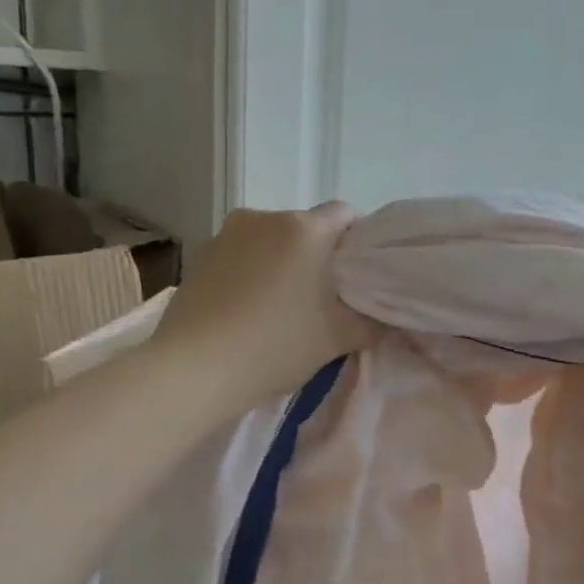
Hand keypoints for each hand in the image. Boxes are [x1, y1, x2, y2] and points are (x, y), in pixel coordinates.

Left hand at [154, 203, 374, 412]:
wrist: (195, 369)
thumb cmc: (276, 345)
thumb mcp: (338, 338)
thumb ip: (373, 322)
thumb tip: (387, 317)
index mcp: (305, 228)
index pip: (345, 214)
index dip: (356, 242)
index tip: (355, 277)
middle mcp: (265, 217)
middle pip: (305, 227)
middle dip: (317, 255)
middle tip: (322, 298)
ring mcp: (226, 234)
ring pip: (269, 240)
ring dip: (280, 262)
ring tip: (279, 306)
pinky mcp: (200, 255)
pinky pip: (239, 255)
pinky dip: (249, 272)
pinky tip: (245, 309)